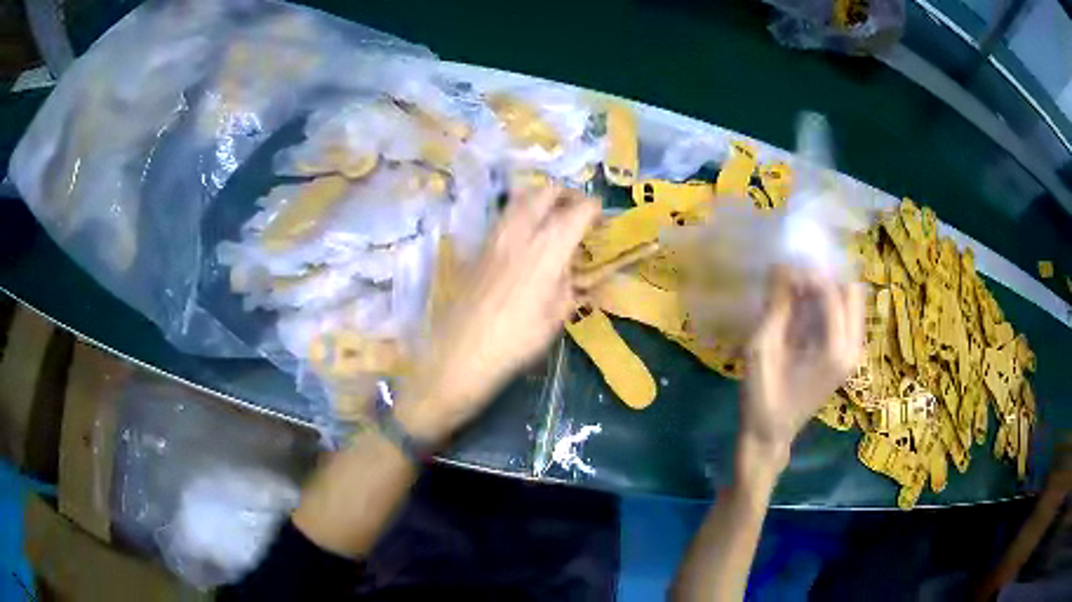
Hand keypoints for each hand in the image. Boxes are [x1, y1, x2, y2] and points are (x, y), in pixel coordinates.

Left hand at [396, 186, 599, 443]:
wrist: (459, 355)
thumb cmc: (515, 343)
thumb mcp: (555, 319)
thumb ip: (568, 286)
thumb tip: (569, 270)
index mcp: (547, 249)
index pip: (576, 211)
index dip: (593, 208)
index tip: (600, 216)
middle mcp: (519, 232)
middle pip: (544, 192)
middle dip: (566, 194)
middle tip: (577, 209)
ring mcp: (493, 237)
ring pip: (519, 198)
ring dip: (540, 199)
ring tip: (551, 217)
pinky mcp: (477, 248)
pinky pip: (503, 217)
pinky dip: (520, 215)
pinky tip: (525, 239)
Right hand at [739, 267, 864, 469]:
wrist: (771, 434)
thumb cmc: (763, 396)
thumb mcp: (762, 349)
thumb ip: (777, 306)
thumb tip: (782, 265)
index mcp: (835, 350)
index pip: (832, 292)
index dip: (809, 272)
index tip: (786, 265)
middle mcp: (853, 349)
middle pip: (853, 291)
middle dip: (827, 276)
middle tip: (797, 276)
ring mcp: (854, 354)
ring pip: (853, 301)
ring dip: (829, 287)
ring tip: (799, 289)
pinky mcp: (848, 356)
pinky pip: (847, 315)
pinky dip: (829, 302)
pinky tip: (805, 307)